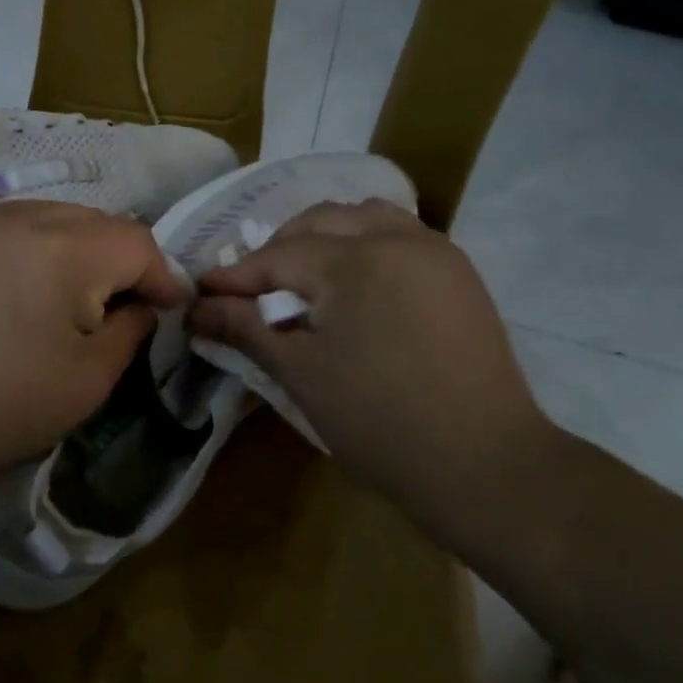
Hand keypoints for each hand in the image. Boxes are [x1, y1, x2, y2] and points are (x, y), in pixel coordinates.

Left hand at [0, 201, 188, 495]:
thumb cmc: (5, 407)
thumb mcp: (91, 378)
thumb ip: (132, 327)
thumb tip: (142, 302)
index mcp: (64, 250)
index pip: (136, 242)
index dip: (160, 275)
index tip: (167, 307)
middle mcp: (21, 215)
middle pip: (95, 221)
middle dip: (117, 259)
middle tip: (117, 304)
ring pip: (50, 215)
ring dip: (73, 247)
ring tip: (66, 293)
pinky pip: (7, 223)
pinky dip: (27, 246)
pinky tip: (18, 284)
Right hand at [187, 200, 554, 524]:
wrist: (485, 465)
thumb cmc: (380, 421)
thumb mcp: (301, 374)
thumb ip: (246, 329)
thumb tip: (198, 308)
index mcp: (354, 260)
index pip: (278, 256)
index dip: (236, 276)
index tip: (202, 291)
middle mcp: (397, 238)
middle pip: (319, 222)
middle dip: (278, 250)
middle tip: (250, 289)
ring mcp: (435, 251)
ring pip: (364, 217)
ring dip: (325, 237)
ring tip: (304, 278)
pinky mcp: (459, 274)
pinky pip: (400, 235)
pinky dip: (365, 244)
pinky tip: (354, 284)